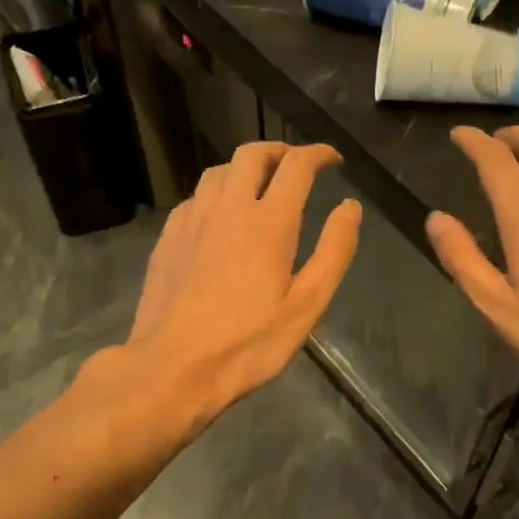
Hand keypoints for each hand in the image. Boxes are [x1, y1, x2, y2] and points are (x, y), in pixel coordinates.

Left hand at [114, 142, 361, 432]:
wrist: (172, 368)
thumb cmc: (248, 344)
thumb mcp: (307, 306)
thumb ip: (334, 251)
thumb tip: (350, 207)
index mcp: (269, 222)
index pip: (297, 166)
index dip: (318, 154)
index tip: (333, 159)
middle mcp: (228, 208)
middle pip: (252, 154)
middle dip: (279, 151)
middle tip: (297, 165)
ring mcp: (192, 220)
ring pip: (218, 171)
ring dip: (245, 168)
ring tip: (259, 186)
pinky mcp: (168, 237)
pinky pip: (195, 198)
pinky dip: (216, 194)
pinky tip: (220, 218)